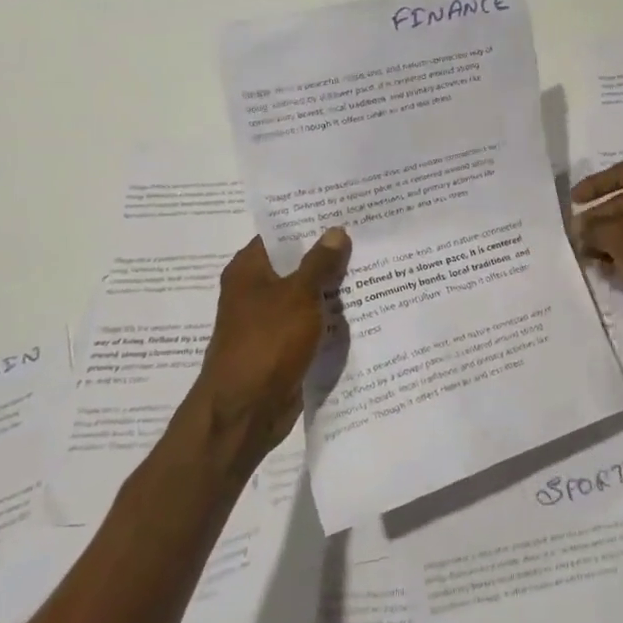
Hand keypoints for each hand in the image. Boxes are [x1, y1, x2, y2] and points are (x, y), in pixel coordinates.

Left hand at [189, 229, 349, 462]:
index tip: (346, 210)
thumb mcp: (298, 295)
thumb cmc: (266, 344)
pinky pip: (312, 322)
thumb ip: (320, 263)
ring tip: (376, 265)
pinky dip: (332, 316)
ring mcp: (270, 320)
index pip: (281, 233)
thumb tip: (336, 231)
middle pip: (297, 263)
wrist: (245, 412)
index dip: (311, 221)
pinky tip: (365, 307)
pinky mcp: (284, 346)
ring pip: (307, 294)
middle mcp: (256, 290)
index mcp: (249, 270)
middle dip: (330, 254)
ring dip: (334, 287)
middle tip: (370, 235)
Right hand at [571, 163, 622, 332]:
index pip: (620, 173)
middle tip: (577, 236)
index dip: (593, 184)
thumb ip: (593, 229)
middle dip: (598, 218)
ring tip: (588, 256)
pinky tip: (609, 268)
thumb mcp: (616, 238)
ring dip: (609, 237)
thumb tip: (580, 228)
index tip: (574, 201)